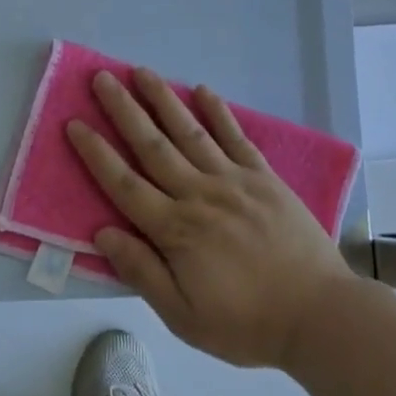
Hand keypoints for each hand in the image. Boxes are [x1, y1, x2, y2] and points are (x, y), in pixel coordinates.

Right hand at [67, 68, 357, 368]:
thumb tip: (102, 232)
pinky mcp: (264, 178)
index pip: (124, 183)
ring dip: (163, 99)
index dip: (96, 153)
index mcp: (175, 230)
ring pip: (190, 132)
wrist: (321, 316)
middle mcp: (199, 195)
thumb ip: (142, 272)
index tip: (74, 123)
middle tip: (101, 78)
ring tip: (141, 71)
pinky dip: (218, 112)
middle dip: (123, 110)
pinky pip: (236, 138)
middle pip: (152, 146)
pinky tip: (202, 90)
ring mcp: (234, 181)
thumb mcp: (184, 316)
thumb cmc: (246, 323)